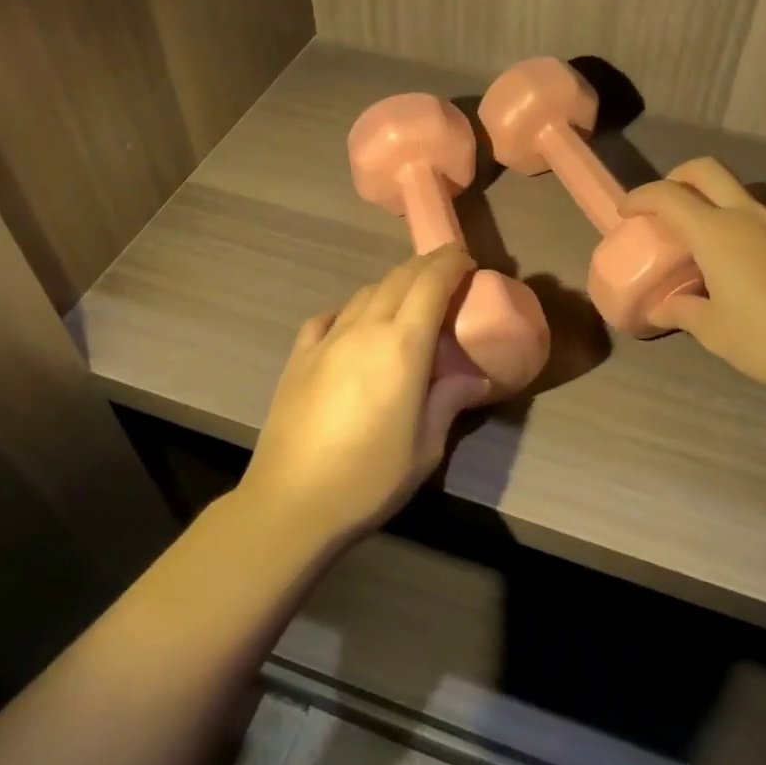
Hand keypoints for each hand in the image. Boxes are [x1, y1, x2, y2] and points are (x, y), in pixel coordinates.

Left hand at [238, 246, 487, 551]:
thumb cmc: (369, 478)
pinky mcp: (299, 357)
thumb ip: (449, 401)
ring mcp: (326, 340)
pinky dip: (350, 312)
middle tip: (448, 271)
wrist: (291, 503)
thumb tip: (475, 379)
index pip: (431, 283)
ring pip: (365, 293)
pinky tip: (353, 328)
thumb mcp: (425, 447)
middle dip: (427, 265)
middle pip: (399, 278)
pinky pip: (328, 318)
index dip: (452, 263)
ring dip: (392, 287)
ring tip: (407, 302)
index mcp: (402, 345)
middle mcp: (364, 329)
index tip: (468, 261)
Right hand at [623, 159, 765, 397]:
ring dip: (719, 192)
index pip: (669, 196)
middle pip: (707, 170)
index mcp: (717, 233)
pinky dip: (750, 211)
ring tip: (712, 223)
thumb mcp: (715, 332)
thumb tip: (659, 309)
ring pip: (745, 184)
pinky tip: (752, 244)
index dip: (642, 197)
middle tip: (667, 203)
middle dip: (679, 177)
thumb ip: (683, 312)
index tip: (628, 211)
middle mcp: (748, 214)